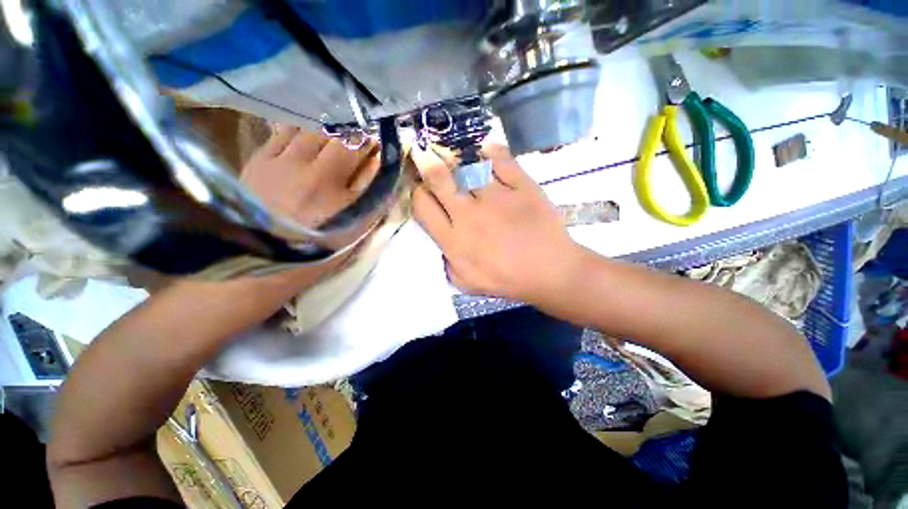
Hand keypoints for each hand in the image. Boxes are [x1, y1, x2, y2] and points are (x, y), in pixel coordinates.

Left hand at [239, 125, 380, 285]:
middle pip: (337, 135)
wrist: (263, 256)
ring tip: (332, 136)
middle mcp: (312, 172)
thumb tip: (379, 163)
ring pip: (311, 128)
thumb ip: (370, 197)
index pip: (361, 153)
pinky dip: (300, 128)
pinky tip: (305, 135)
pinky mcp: (259, 160)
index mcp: (338, 193)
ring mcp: (282, 163)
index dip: (372, 143)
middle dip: (352, 133)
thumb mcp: (355, 229)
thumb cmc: (318, 247)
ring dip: (327, 129)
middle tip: (356, 139)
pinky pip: (283, 131)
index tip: (378, 142)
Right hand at [412, 143, 584, 303]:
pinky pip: (501, 159)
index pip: (422, 206)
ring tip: (461, 162)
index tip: (423, 190)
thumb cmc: (508, 280)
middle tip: (429, 159)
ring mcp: (497, 197)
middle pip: (439, 178)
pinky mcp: (522, 186)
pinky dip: (491, 152)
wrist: (550, 271)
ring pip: (467, 165)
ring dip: (459, 160)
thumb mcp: (467, 283)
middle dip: (428, 165)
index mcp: (454, 239)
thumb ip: (447, 261)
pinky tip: (486, 152)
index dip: (417, 193)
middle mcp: (470, 214)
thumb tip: (440, 237)